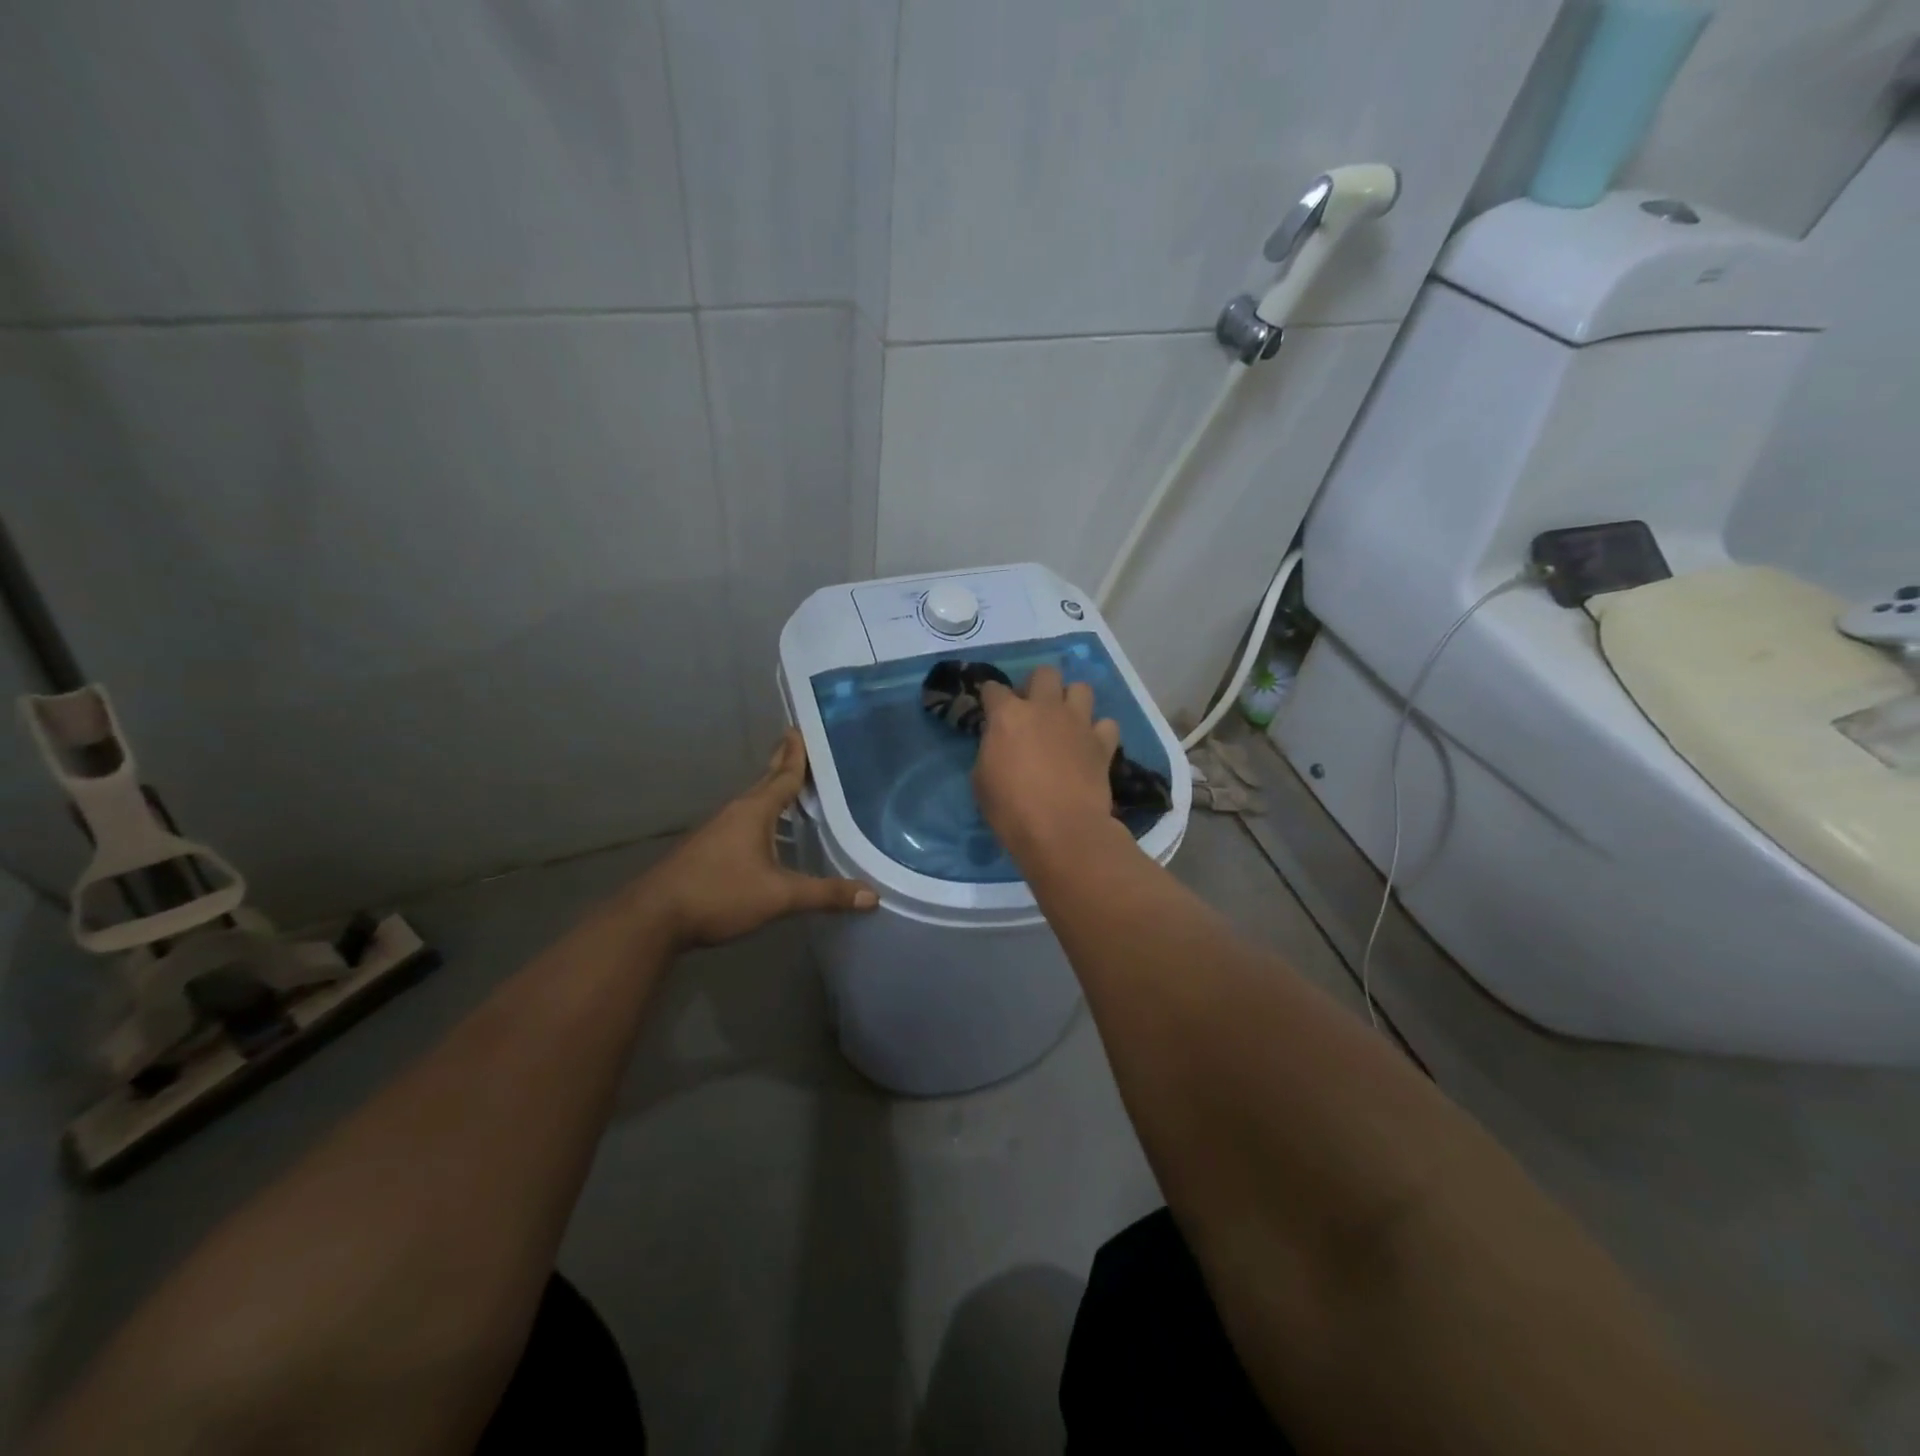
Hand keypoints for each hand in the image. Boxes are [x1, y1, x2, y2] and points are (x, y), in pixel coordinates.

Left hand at [635, 729, 877, 948]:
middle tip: (796, 742)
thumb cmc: (720, 894)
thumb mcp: (779, 896)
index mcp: (754, 812)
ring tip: (790, 785)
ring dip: (771, 790)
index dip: (796, 754)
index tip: (801, 728)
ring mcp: (718, 830)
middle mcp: (736, 813)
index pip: (783, 776)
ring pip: (752, 802)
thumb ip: (825, 894)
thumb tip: (872, 896)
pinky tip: (768, 831)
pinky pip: (743, 821)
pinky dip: (761, 815)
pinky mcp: (708, 849)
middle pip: (765, 782)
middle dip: (782, 763)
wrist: (655, 918)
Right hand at [975, 666, 1120, 861]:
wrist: (1061, 830)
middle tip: (1032, 709)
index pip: (993, 689)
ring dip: (1071, 700)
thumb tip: (1000, 745)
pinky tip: (1090, 745)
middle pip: (1044, 673)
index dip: (991, 698)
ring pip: (1081, 688)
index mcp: (1008, 715)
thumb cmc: (1011, 809)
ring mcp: (1078, 723)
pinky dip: (1099, 732)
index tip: (990, 709)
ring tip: (1065, 721)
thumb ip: (991, 751)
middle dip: (1037, 685)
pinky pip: (1106, 724)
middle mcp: (1045, 708)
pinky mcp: (1103, 743)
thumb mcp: (982, 780)